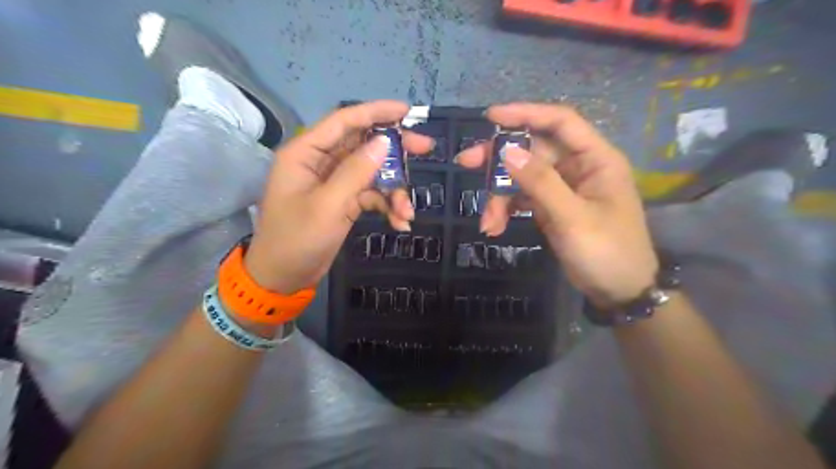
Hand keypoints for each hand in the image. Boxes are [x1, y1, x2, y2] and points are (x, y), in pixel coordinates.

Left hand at [245, 100, 433, 294]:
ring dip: (394, 190)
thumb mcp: (328, 205)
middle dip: (395, 150)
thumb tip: (384, 142)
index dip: (376, 112)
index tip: (408, 112)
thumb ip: (356, 172)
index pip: (344, 121)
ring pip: (372, 172)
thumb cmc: (297, 240)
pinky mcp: (343, 200)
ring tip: (407, 212)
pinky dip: (386, 205)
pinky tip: (399, 223)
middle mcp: (320, 161)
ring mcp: (334, 182)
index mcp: (306, 152)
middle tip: (425, 148)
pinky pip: (370, 194)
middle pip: (363, 143)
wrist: (284, 278)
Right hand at [457, 102, 659, 306]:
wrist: (619, 292)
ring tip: (487, 222)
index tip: (490, 117)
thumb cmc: (607, 251)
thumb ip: (541, 183)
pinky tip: (494, 227)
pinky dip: (507, 210)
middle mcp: (579, 167)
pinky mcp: (552, 207)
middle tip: (466, 163)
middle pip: (533, 150)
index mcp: (596, 159)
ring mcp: (563, 188)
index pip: (560, 122)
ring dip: (500, 196)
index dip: (526, 114)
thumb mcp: (572, 217)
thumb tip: (507, 152)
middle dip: (499, 159)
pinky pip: (523, 198)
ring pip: (523, 177)